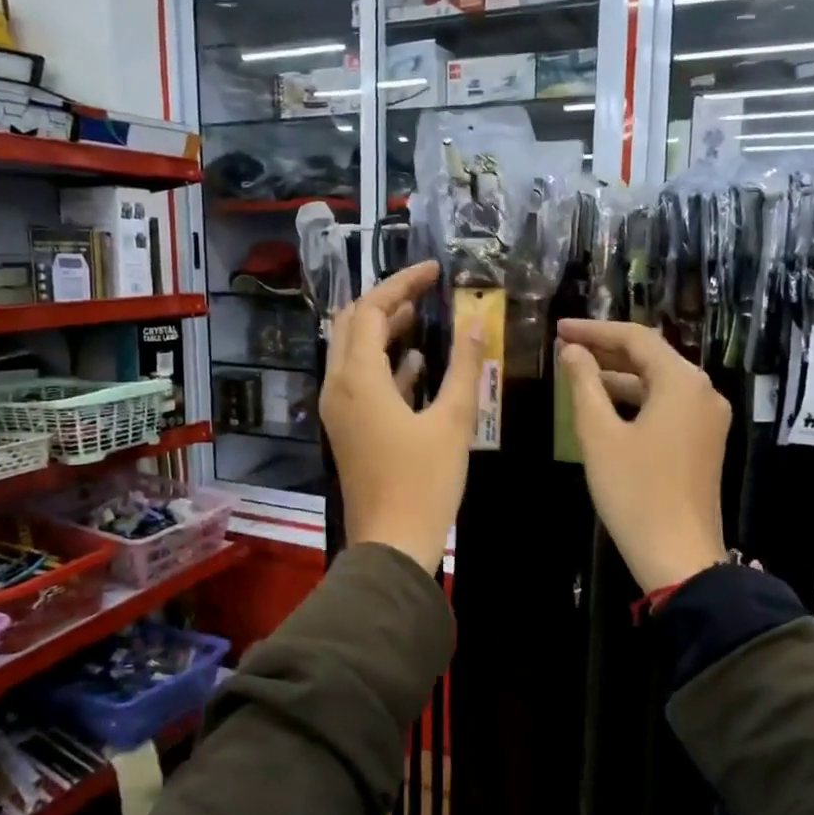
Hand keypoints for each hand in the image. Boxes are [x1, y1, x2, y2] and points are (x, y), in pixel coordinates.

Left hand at [321, 261, 484, 574]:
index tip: (433, 271)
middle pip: (351, 325)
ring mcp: (339, 410)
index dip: (401, 284)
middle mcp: (338, 387)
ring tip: (419, 315)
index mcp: (358, 379)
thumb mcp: (452, 421)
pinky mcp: (348, 429)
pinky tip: (417, 363)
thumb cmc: (424, 482)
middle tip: (422, 289)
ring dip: (382, 331)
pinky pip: (360, 382)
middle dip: (385, 301)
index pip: (371, 310)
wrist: (391, 543)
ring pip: (352, 353)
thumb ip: (464, 368)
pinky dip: (384, 365)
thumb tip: (475, 323)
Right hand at [558, 320, 730, 591]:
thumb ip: (584, 385)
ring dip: (618, 376)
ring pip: (658, 382)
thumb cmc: (634, 491)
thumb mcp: (599, 435)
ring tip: (576, 373)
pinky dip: (634, 399)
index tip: (559, 329)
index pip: (636, 338)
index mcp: (682, 382)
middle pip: (651, 357)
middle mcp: (702, 392)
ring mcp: (707, 419)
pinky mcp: (703, 442)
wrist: (679, 555)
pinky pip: (666, 405)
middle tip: (564, 347)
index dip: (594, 330)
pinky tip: (604, 405)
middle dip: (606, 350)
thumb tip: (572, 351)